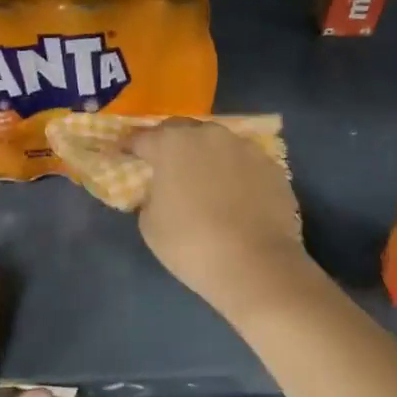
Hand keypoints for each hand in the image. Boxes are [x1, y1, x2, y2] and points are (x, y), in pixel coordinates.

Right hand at [131, 119, 311, 320]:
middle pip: (183, 132)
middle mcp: (210, 135)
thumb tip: (161, 189)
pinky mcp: (272, 167)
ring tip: (205, 181)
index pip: (143, 138)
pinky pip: (244, 165)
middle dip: (171, 145)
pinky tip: (235, 197)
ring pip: (218, 145)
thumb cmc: (191, 244)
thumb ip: (150, 196)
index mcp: (172, 143)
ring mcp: (245, 148)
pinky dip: (235, 174)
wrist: (256, 265)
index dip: (131, 147)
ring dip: (207, 157)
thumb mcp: (150, 224)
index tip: (124, 155)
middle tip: (166, 166)